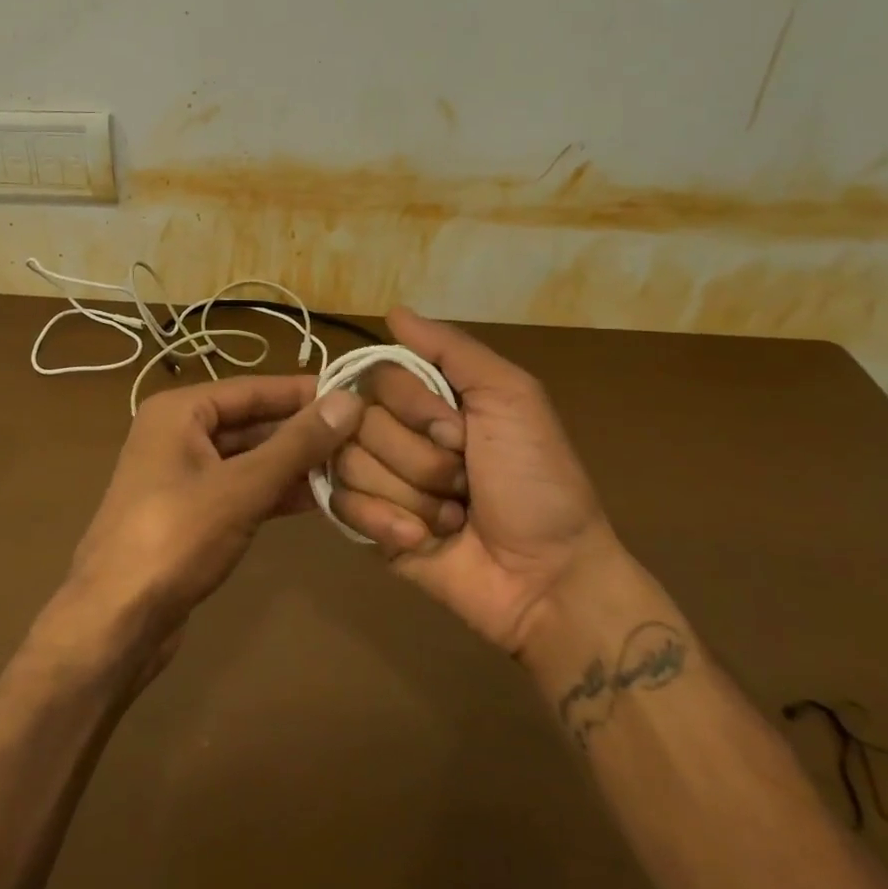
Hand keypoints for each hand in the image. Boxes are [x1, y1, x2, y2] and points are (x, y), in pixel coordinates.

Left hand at [62, 375, 363, 660]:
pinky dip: (275, 491)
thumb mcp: (241, 486)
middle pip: (251, 422)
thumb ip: (296, 444)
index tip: (356, 394)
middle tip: (363, 436)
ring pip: (248, 458)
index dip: (304, 392)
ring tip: (352, 466)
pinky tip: (319, 498)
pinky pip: (240, 489)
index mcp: (179, 411)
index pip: (252, 388)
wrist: (117, 619)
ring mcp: (182, 476)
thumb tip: (348, 401)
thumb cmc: (175, 537)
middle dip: (302, 431)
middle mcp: (177, 434)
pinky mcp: (190, 513)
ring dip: (293, 464)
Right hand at [327, 307, 618, 656]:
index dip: (413, 406)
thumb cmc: (536, 481)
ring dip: (410, 493)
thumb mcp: (511, 398)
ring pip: (349, 463)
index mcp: (429, 399)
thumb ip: (453, 350)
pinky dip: (387, 521)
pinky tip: (422, 538)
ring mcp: (378, 478)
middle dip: (418, 457)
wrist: (545, 577)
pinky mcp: (366, 523)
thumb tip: (393, 311)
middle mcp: (396, 432)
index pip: (377, 377)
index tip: (458, 431)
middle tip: (463, 481)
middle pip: (358, 422)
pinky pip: (342, 504)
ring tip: (450, 516)